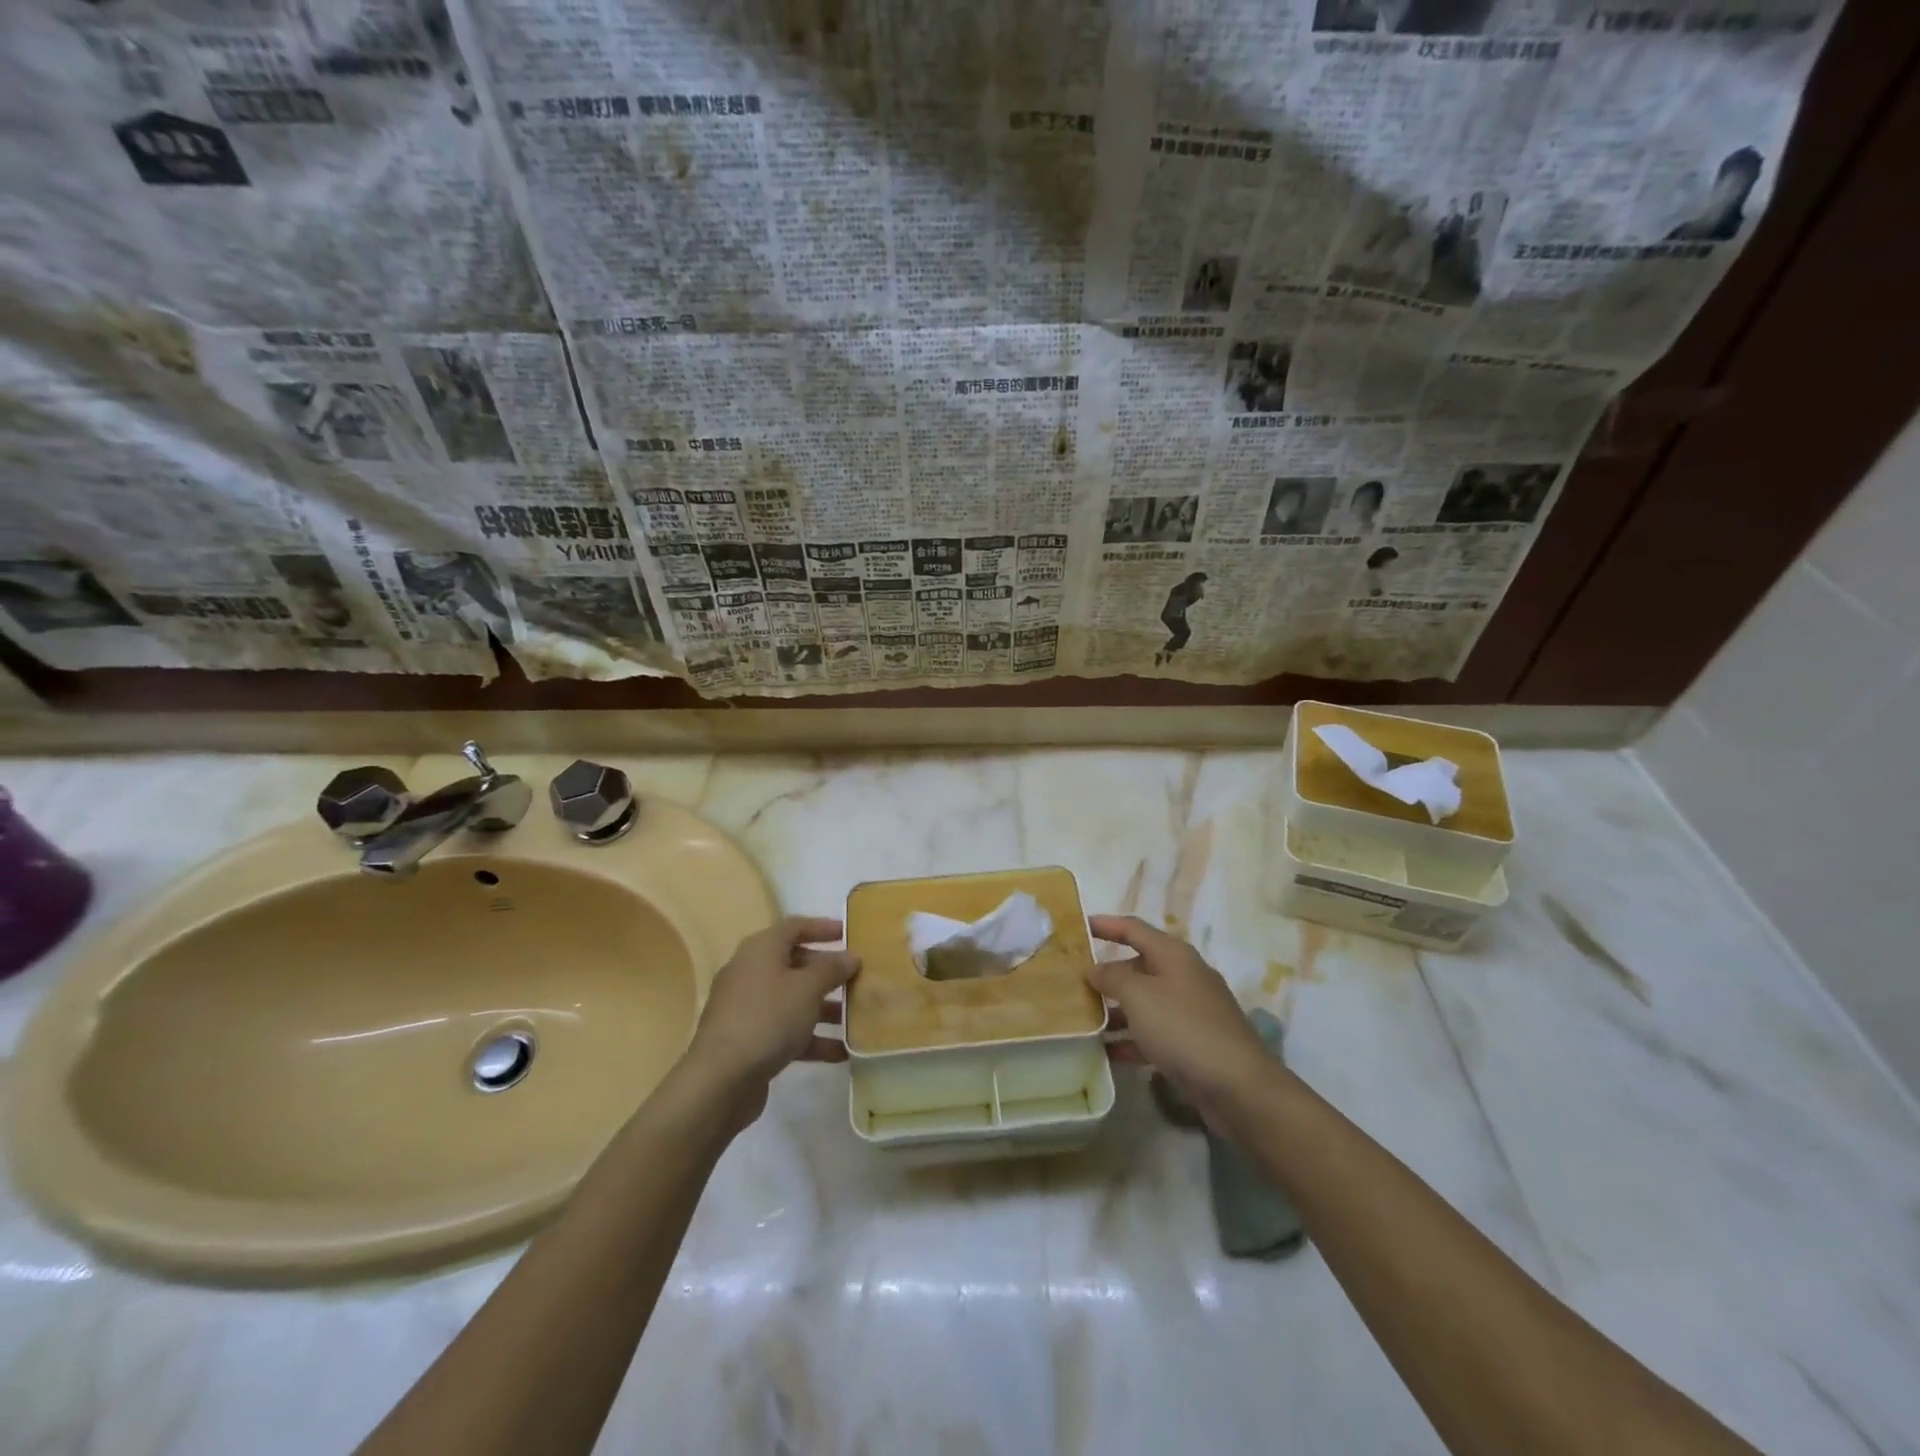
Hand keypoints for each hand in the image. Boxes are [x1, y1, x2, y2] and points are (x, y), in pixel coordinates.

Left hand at [685, 917, 858, 1113]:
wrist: (720, 1080)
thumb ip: (832, 969)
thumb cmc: (767, 1018)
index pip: (795, 927)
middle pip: (795, 964)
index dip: (823, 927)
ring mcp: (748, 1008)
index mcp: (761, 949)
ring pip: (793, 1000)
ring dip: (824, 1008)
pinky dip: (811, 1038)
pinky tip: (841, 1052)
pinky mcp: (749, 1040)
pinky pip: (786, 1030)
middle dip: (828, 972)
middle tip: (858, 978)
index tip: (849, 934)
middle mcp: (751, 972)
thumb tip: (851, 956)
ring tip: (857, 1018)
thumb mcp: (807, 988)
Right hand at [1086, 915, 1276, 1113]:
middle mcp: (1184, 977)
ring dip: (1116, 1010)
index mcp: (1174, 955)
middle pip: (1139, 966)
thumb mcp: (1139, 997)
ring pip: (1145, 1002)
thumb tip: (1094, 969)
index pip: (1134, 929)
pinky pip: (1155, 1033)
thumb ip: (1112, 978)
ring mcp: (1191, 1011)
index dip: (1106, 925)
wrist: (1238, 1086)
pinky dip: (1132, 1039)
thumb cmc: (1183, 1028)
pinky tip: (1108, 1052)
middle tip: (1073, 981)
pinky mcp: (1194, 1044)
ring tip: (1083, 1019)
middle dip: (1107, 973)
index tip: (1079, 926)